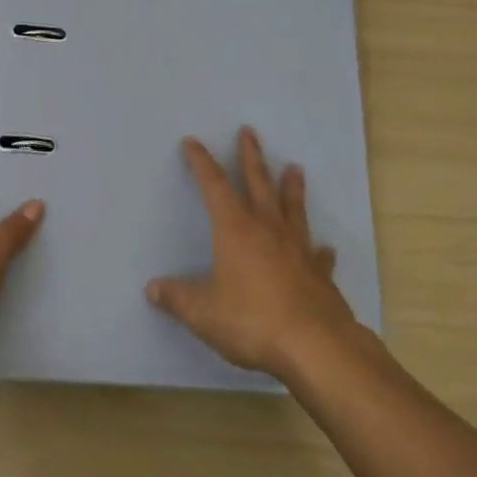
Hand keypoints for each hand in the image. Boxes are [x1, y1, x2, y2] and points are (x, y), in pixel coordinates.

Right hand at [146, 127, 356, 380]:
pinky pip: (317, 254)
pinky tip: (323, 248)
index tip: (193, 142)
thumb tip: (153, 288)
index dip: (202, 162)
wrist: (314, 345)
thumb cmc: (252, 321)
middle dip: (251, 157)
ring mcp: (298, 249)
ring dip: (292, 187)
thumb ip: (178, 298)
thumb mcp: (204, 313)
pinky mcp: (319, 273)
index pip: (214, 186)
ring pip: (293, 208)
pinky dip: (318, 249)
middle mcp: (268, 229)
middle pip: (258, 183)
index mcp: (236, 229)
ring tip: (295, 168)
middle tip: (249, 131)